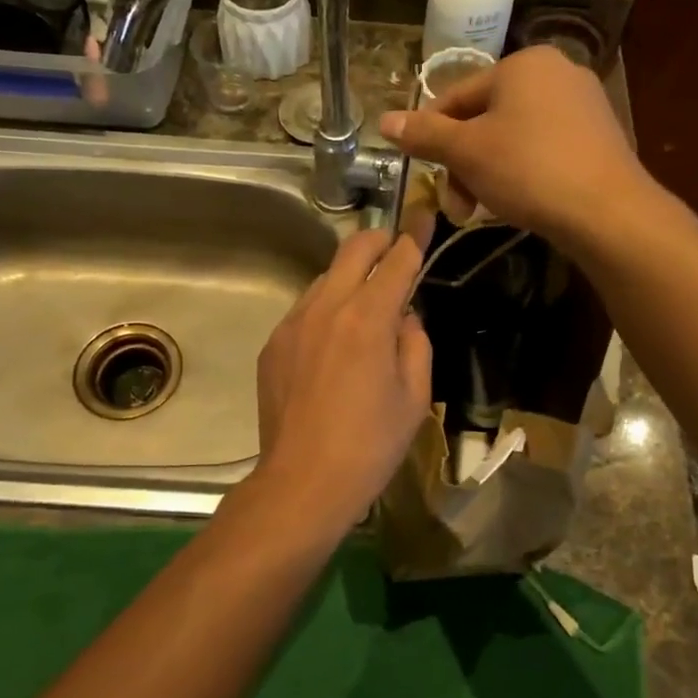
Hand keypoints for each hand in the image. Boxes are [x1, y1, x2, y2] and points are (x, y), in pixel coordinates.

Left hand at [252, 228, 432, 533]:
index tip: (424, 216)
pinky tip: (334, 345)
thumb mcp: (414, 396)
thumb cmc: (371, 444)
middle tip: (395, 249)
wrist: (303, 482)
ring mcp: (293, 324)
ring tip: (365, 308)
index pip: (396, 259)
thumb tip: (405, 317)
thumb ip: (415, 343)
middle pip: (353, 249)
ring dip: (350, 279)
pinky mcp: (273, 345)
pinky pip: (305, 311)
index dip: (414, 235)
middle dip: (378, 240)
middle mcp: (326, 308)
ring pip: (325, 279)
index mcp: (368, 318)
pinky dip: (326, 311)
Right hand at [378, 46, 648, 247]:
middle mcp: (556, 72)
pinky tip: (519, 201)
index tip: (425, 175)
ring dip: (487, 173)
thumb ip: (425, 135)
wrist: (608, 211)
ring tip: (481, 209)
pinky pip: (544, 148)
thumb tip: (384, 121)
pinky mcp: (598, 136)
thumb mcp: (467, 152)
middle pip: (486, 118)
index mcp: (522, 64)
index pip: (456, 97)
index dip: (432, 137)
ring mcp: (583, 104)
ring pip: (513, 136)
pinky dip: (522, 172)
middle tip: (455, 206)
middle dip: (463, 164)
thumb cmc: (528, 170)